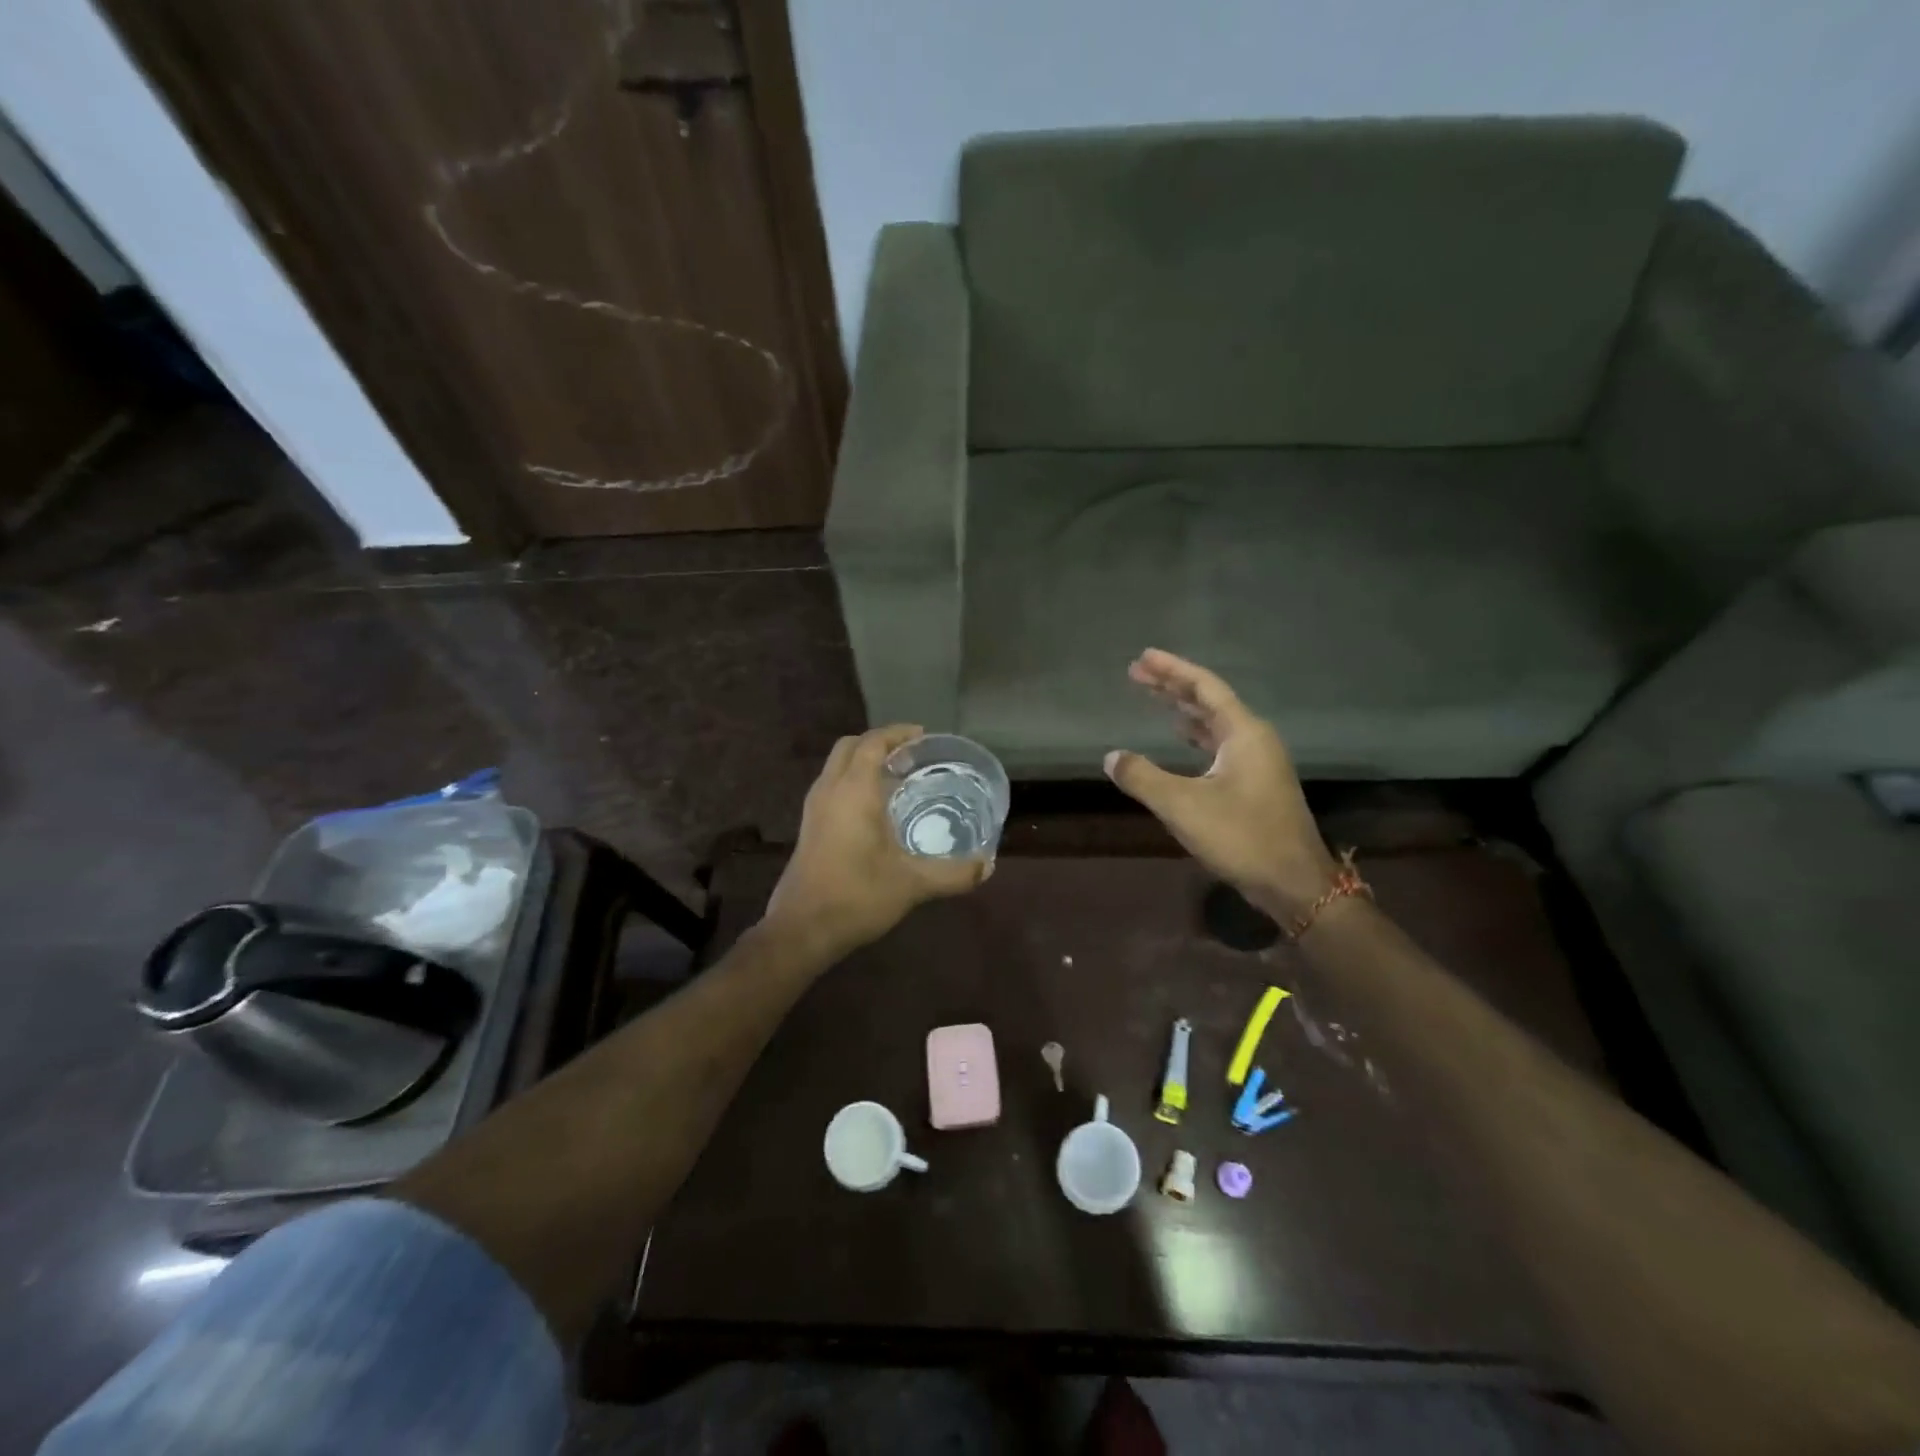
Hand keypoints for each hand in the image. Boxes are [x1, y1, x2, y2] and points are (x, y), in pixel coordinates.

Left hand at [764, 725, 990, 959]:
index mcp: (854, 791)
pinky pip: (832, 786)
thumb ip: (953, 873)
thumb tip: (987, 866)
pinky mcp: (809, 827)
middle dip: (878, 743)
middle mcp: (830, 790)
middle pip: (850, 747)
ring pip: (837, 767)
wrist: (801, 929)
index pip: (872, 743)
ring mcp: (814, 809)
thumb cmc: (857, 896)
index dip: (897, 733)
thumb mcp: (912, 884)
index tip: (923, 735)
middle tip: (910, 755)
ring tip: (896, 778)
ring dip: (863, 762)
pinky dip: (852, 782)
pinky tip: (875, 810)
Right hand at [1104, 649, 1338, 922]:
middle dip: (1173, 686)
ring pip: (1215, 723)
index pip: (1204, 687)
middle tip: (1137, 673)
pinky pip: (1219, 744)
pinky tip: (1179, 738)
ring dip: (1183, 709)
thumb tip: (1111, 757)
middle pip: (1209, 701)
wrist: (1293, 883)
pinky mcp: (1255, 783)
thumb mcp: (1182, 806)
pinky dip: (1195, 735)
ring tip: (1153, 698)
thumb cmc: (1241, 836)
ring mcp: (1258, 761)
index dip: (1172, 669)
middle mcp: (1254, 739)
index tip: (1143, 657)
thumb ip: (1143, 777)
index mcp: (1243, 733)